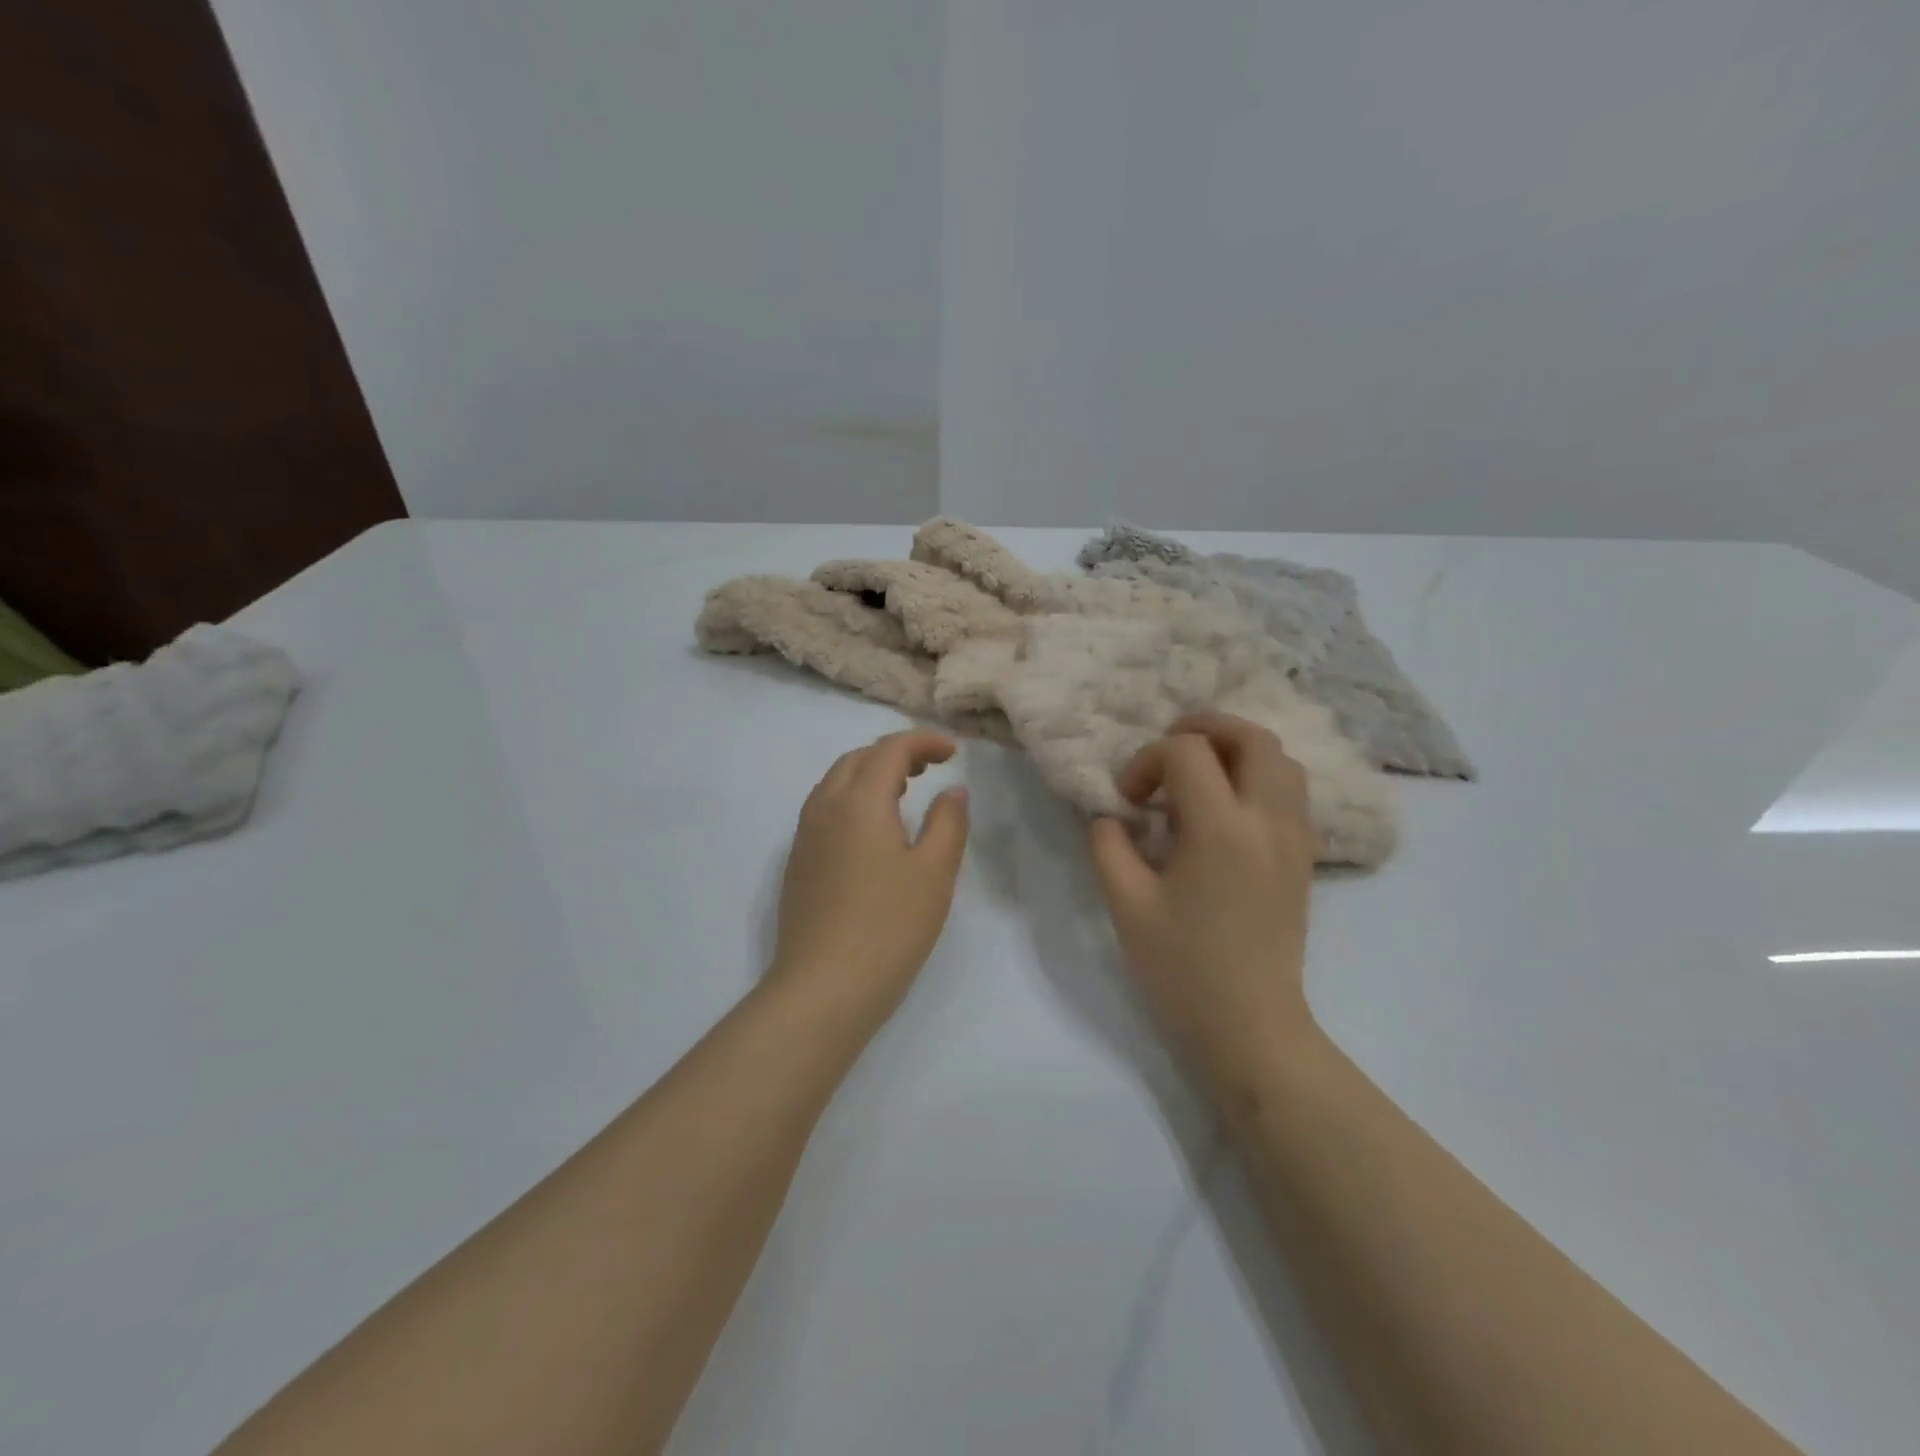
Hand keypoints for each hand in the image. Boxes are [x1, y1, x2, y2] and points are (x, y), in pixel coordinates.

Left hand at [767, 729, 969, 1027]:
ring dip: (871, 773)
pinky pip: (824, 809)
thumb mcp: (934, 874)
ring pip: (836, 782)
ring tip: (905, 791)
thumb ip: (948, 823)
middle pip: (858, 759)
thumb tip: (952, 792)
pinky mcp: (797, 863)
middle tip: (931, 767)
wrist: (822, 989)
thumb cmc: (888, 927)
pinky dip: (852, 798)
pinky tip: (872, 830)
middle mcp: (824, 808)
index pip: (890, 749)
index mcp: (858, 802)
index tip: (953, 751)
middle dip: (895, 753)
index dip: (923, 741)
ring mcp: (804, 836)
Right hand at [1088, 713, 1318, 1104]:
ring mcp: (1294, 838)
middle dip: (1204, 729)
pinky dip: (1260, 778)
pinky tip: (1228, 809)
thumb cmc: (1182, 968)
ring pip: (1281, 759)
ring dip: (1237, 751)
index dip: (1147, 761)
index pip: (1187, 752)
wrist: (1250, 1026)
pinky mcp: (1304, 858)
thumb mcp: (1125, 905)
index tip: (1129, 800)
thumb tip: (1112, 816)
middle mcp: (1267, 821)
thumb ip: (1108, 845)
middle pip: (1251, 737)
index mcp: (1220, 829)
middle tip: (1168, 753)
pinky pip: (1292, 792)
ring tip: (1200, 776)